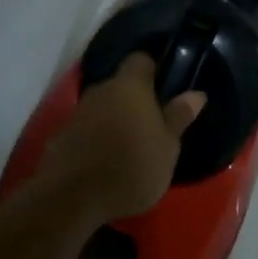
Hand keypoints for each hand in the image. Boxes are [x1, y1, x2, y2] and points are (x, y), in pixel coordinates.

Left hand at [36, 53, 204, 219]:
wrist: (71, 198)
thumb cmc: (131, 168)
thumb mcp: (167, 147)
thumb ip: (179, 117)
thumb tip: (196, 93)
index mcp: (130, 86)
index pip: (141, 60)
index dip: (154, 69)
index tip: (166, 88)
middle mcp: (101, 90)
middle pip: (121, 84)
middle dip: (135, 100)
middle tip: (152, 124)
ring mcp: (77, 112)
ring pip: (103, 107)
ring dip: (115, 119)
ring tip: (129, 146)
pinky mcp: (61, 135)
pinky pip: (86, 128)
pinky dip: (96, 137)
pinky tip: (105, 161)